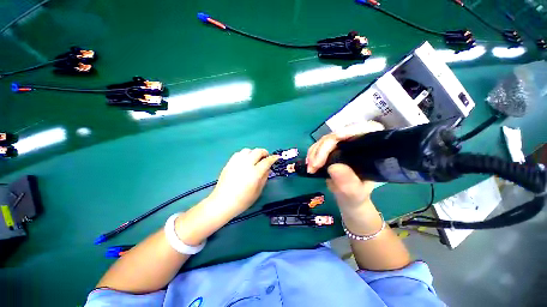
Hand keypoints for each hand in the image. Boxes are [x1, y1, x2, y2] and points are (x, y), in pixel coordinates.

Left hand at [208, 148, 278, 217]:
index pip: (266, 161)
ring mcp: (236, 163)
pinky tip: (245, 161)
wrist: (223, 202)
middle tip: (266, 157)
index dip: (273, 158)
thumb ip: (264, 178)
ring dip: (254, 153)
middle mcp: (246, 165)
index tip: (276, 157)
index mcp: (255, 173)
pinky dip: (244, 155)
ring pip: (247, 150)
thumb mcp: (258, 191)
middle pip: (257, 151)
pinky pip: (238, 153)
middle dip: (264, 152)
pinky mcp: (229, 163)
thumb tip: (268, 168)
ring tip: (255, 159)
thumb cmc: (243, 200)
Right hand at [306, 121, 383, 208]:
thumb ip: (348, 182)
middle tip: (314, 165)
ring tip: (310, 168)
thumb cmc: (356, 194)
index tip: (337, 138)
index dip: (350, 131)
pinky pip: (319, 145)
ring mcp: (342, 143)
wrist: (347, 196)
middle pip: (338, 135)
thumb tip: (334, 167)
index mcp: (371, 147)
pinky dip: (312, 154)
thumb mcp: (355, 192)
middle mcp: (357, 141)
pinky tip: (310, 164)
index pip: (365, 130)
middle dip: (323, 149)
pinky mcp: (331, 148)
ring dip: (315, 152)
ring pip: (325, 140)